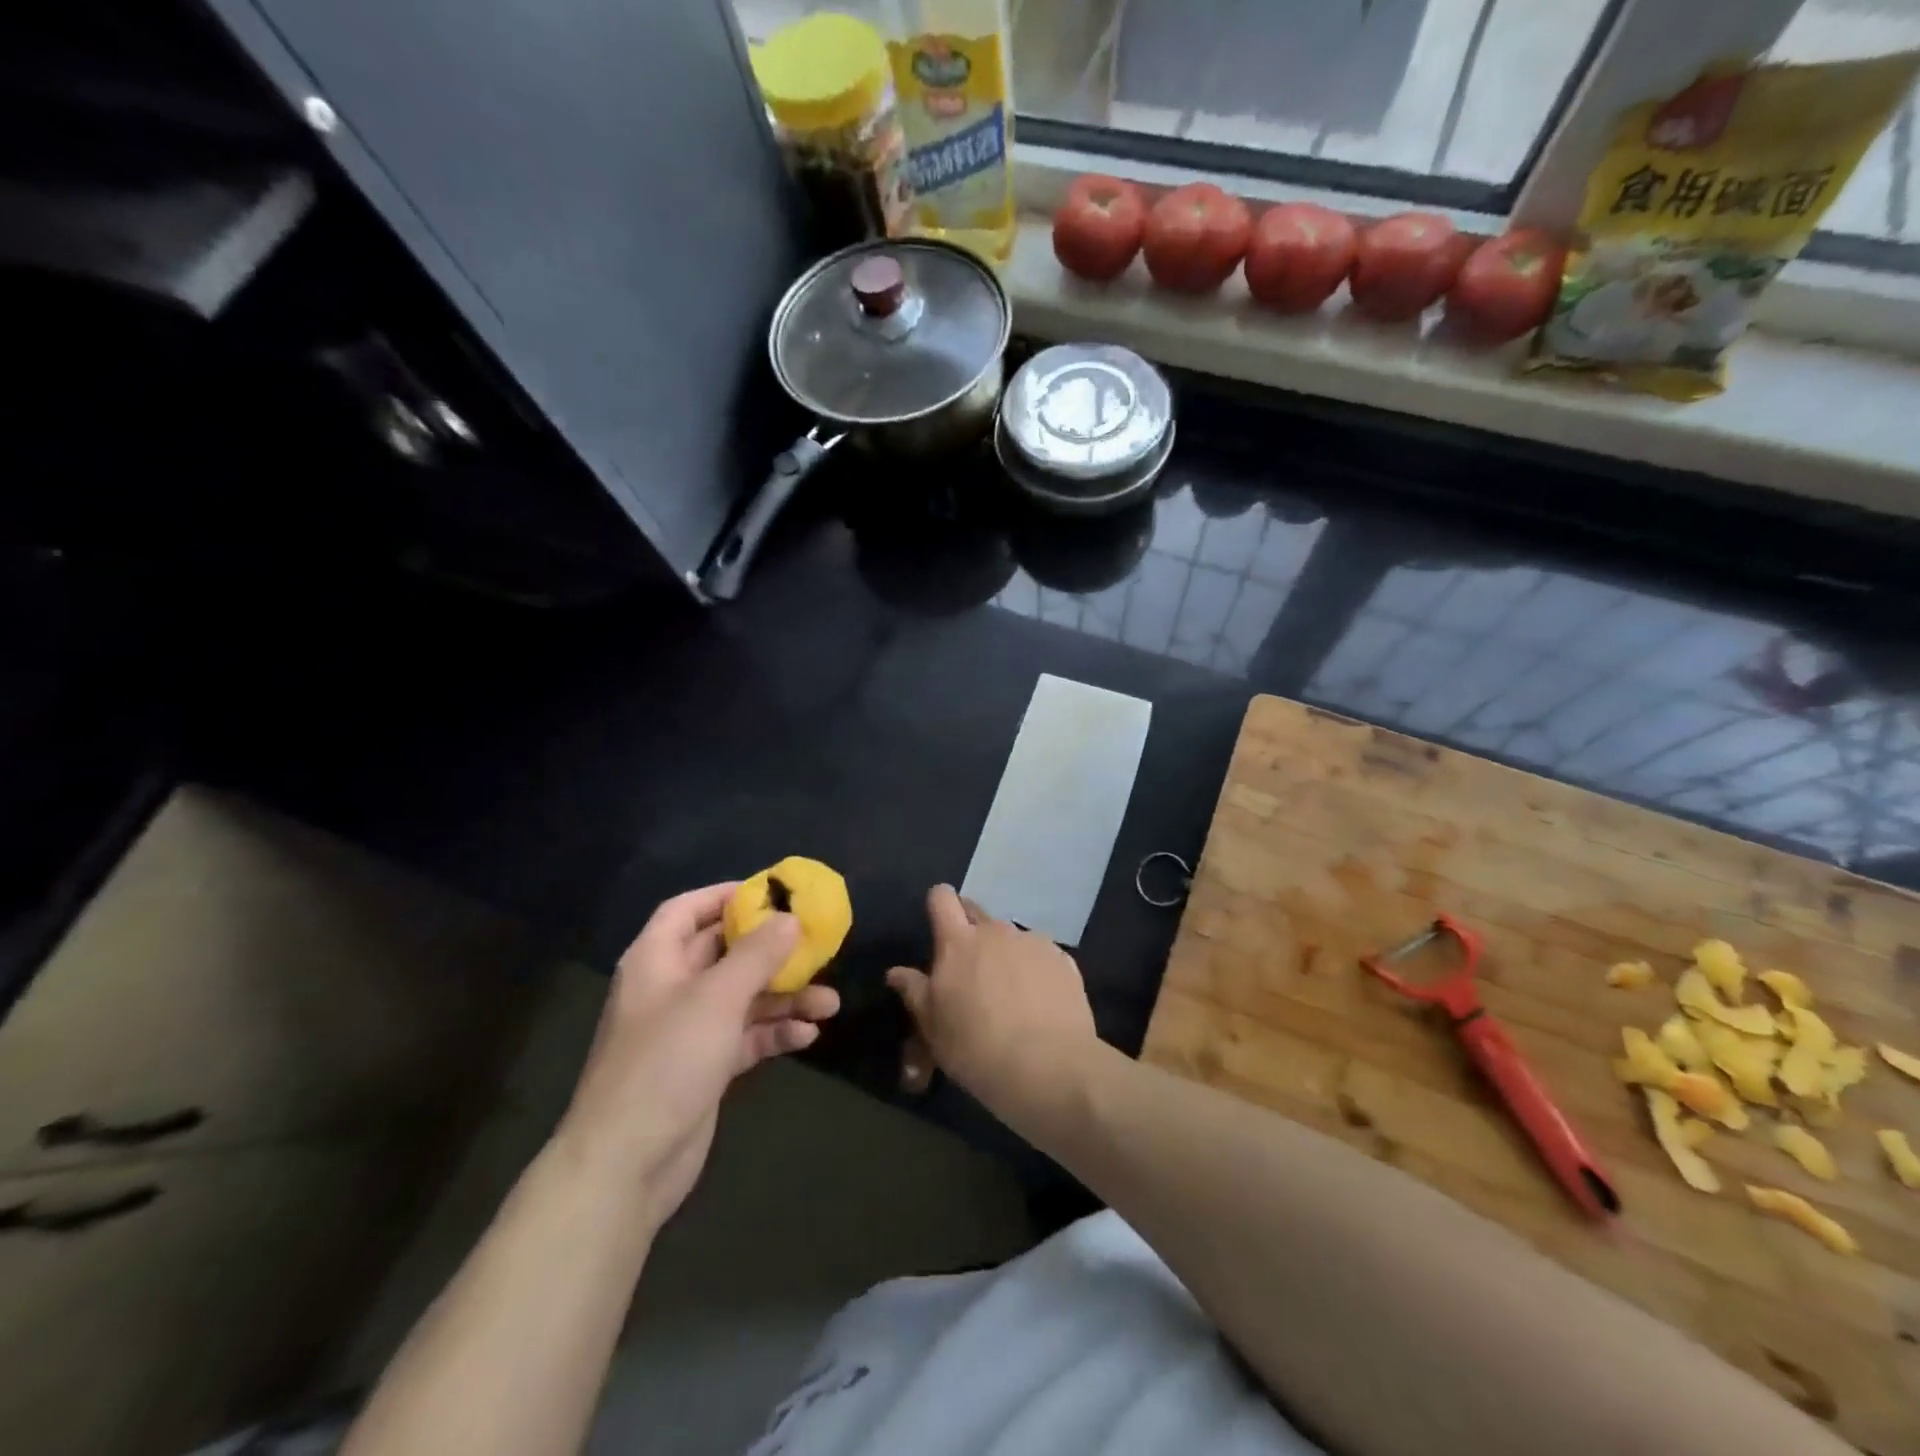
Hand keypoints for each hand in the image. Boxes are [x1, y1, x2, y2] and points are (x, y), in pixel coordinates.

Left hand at [555, 883, 839, 1229]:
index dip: (726, 896)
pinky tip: (808, 1036)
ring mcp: (688, 1030)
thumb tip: (790, 917)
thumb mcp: (718, 997)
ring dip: (785, 997)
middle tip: (817, 946)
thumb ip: (758, 954)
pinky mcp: (704, 1067)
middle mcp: (671, 988)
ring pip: (743, 997)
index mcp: (657, 960)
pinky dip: (774, 1032)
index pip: (688, 909)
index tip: (773, 893)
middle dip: (772, 951)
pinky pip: (746, 1036)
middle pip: (725, 952)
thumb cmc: (667, 1061)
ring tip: (830, 1003)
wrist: (626, 1165)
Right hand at [886, 884, 1096, 1112]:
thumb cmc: (976, 1049)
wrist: (1048, 1067)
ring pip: (1011, 936)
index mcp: (958, 943)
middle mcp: (996, 931)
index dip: (939, 904)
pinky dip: (1035, 970)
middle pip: (977, 911)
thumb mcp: (933, 1028)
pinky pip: (1041, 955)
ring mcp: (1033, 942)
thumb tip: (896, 972)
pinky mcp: (1063, 960)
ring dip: (1004, 953)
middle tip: (970, 968)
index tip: (939, 924)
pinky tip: (1039, 1003)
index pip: (942, 898)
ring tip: (1009, 993)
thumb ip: (914, 992)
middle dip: (970, 929)